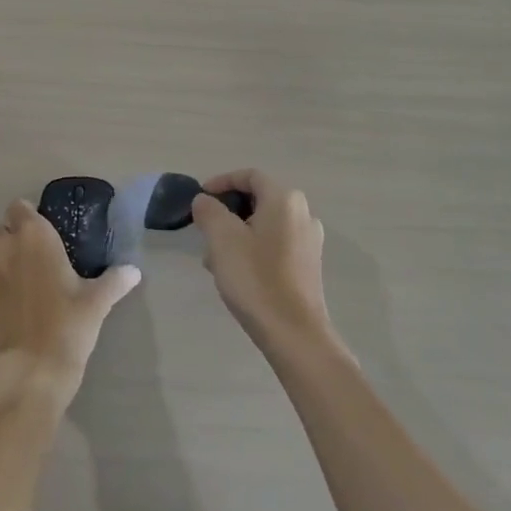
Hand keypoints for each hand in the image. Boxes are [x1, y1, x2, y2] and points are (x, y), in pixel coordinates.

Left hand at [0, 200, 139, 407]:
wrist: (30, 372)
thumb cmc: (68, 326)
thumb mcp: (97, 302)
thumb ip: (114, 280)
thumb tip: (133, 271)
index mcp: (34, 236)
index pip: (19, 207)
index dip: (28, 217)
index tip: (42, 233)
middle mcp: (3, 247)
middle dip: (10, 240)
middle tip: (31, 261)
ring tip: (16, 288)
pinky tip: (3, 312)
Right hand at [191, 170, 339, 354]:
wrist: (295, 334)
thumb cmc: (256, 279)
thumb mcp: (222, 239)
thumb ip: (209, 211)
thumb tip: (205, 200)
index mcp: (284, 199)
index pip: (250, 176)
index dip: (222, 182)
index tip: (200, 199)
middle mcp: (303, 213)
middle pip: (258, 200)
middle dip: (228, 212)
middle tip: (205, 231)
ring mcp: (309, 240)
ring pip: (265, 224)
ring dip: (238, 233)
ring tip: (215, 259)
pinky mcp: (309, 265)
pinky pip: (276, 244)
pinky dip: (254, 248)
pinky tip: (237, 273)